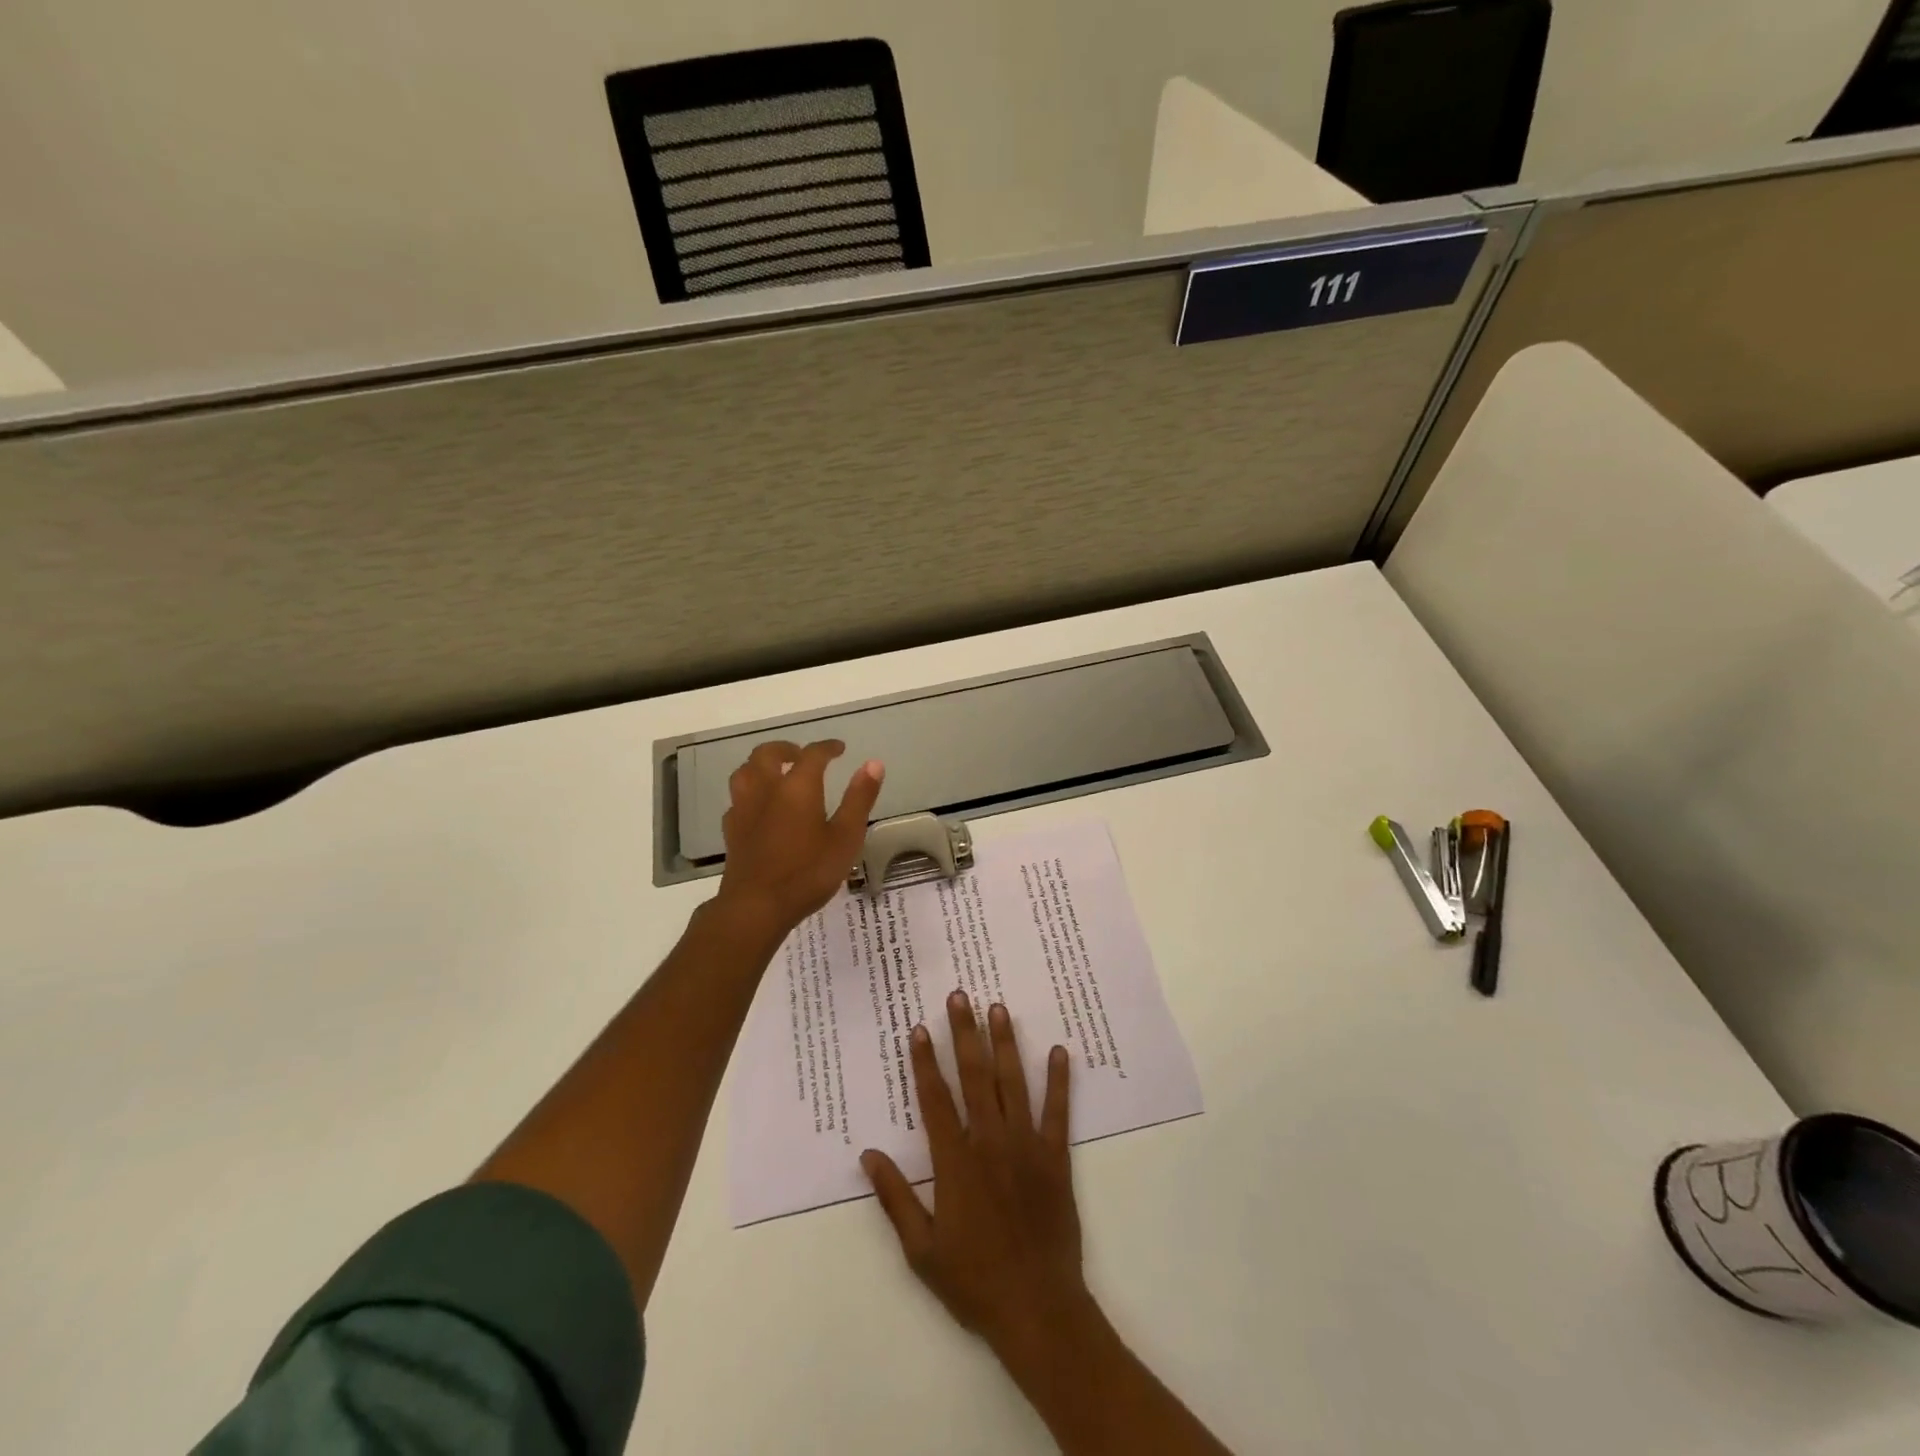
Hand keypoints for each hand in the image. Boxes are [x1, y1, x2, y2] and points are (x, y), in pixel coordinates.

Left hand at [713, 739, 882, 940]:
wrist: (756, 906)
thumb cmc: (808, 872)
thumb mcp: (846, 837)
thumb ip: (859, 798)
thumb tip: (873, 763)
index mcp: (797, 787)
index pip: (812, 754)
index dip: (827, 748)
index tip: (839, 749)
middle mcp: (766, 789)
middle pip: (767, 754)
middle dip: (786, 748)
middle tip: (802, 755)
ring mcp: (743, 809)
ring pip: (745, 771)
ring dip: (761, 765)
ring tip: (776, 773)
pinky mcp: (731, 830)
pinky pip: (738, 799)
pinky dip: (750, 792)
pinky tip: (759, 807)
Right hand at [862, 991, 1091, 1359]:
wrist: (1037, 1309)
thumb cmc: (973, 1281)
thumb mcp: (921, 1249)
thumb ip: (895, 1198)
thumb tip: (868, 1154)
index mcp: (955, 1162)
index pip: (935, 1100)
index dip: (925, 1062)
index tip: (919, 1028)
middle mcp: (989, 1142)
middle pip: (975, 1077)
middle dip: (964, 1033)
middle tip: (959, 996)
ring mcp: (1026, 1146)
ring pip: (1013, 1083)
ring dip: (1004, 1043)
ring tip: (998, 1008)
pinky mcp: (1056, 1157)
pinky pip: (1057, 1111)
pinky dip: (1058, 1080)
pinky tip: (1058, 1050)